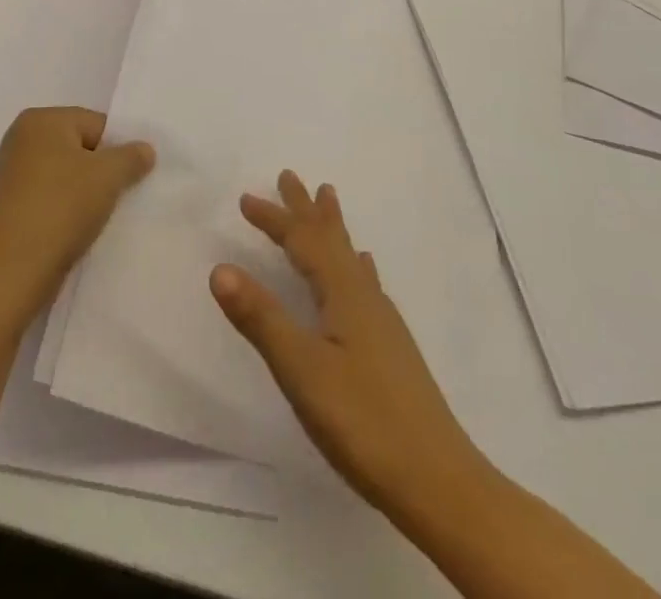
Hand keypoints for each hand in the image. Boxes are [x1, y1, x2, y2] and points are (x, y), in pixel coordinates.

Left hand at [0, 107, 154, 308]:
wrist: (11, 271)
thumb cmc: (61, 207)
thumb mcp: (109, 176)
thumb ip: (132, 156)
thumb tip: (144, 149)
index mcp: (40, 119)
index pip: (95, 124)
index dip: (118, 150)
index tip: (128, 178)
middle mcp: (19, 138)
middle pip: (78, 148)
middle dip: (99, 171)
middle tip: (115, 198)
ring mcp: (8, 174)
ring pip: (62, 175)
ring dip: (81, 192)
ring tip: (94, 218)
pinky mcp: (4, 207)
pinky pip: (46, 198)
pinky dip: (61, 210)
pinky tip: (72, 231)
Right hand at [210, 171, 483, 516]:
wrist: (440, 483)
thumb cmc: (364, 422)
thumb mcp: (302, 370)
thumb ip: (261, 319)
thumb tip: (220, 267)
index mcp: (343, 295)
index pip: (303, 243)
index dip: (274, 219)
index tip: (246, 199)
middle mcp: (364, 298)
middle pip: (330, 240)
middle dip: (305, 209)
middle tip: (289, 176)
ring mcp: (382, 323)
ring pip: (349, 258)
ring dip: (331, 229)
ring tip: (328, 202)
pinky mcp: (390, 348)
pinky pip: (364, 284)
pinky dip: (354, 265)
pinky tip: (364, 272)